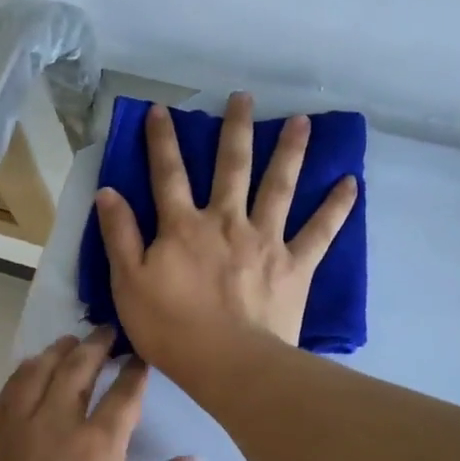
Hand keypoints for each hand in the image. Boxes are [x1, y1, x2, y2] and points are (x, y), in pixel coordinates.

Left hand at [0, 329, 201, 460]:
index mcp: (98, 446)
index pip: (123, 393)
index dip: (136, 371)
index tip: (142, 358)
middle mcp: (56, 426)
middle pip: (76, 369)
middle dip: (96, 346)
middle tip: (108, 333)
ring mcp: (19, 433)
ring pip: (36, 373)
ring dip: (56, 353)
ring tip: (70, 343)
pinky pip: (7, 395)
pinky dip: (23, 375)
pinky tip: (30, 372)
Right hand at [93, 93, 357, 379]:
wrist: (227, 363)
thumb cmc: (171, 328)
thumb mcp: (128, 284)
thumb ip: (119, 236)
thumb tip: (108, 191)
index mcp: (183, 226)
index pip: (168, 174)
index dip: (162, 141)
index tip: (163, 110)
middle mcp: (227, 221)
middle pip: (231, 167)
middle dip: (235, 129)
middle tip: (244, 98)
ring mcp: (265, 240)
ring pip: (279, 186)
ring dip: (290, 152)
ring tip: (302, 122)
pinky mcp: (295, 264)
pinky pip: (320, 231)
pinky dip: (336, 207)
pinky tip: (350, 183)